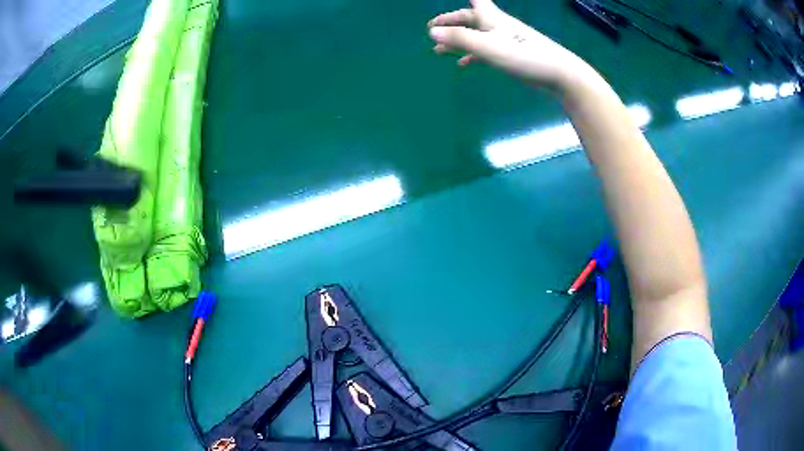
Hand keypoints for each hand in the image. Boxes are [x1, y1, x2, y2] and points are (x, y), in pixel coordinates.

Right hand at [427, 0, 591, 91]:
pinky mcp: (511, 54)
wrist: (559, 74)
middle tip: (432, 27)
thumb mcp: (488, 47)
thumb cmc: (524, 56)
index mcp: (491, 18)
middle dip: (451, 21)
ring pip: (476, 35)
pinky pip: (485, 50)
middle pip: (470, 18)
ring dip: (458, 40)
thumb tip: (431, 32)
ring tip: (439, 51)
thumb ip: (460, 39)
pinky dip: (472, 55)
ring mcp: (505, 40)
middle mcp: (497, 25)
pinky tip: (463, 64)